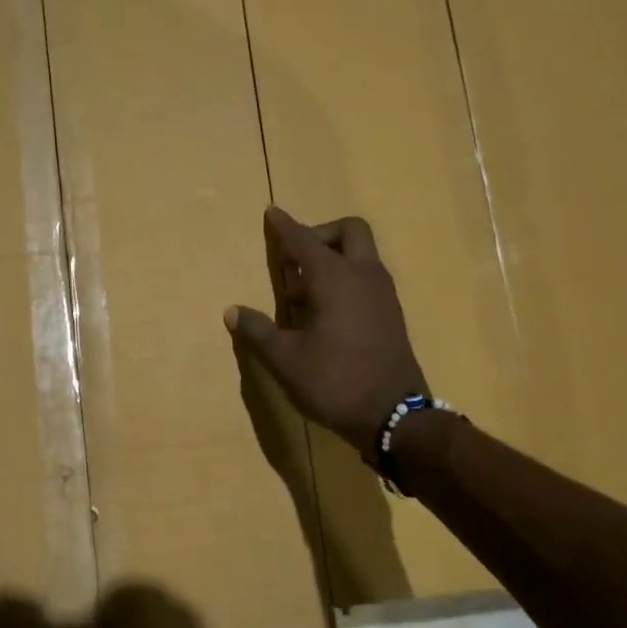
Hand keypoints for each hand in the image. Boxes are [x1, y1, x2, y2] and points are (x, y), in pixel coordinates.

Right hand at [226, 207, 426, 459]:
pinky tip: (323, 315)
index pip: (304, 241)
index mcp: (335, 279)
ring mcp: (383, 295)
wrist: (394, 415)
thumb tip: (233, 311)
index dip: (285, 227)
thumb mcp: (285, 359)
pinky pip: (367, 279)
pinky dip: (345, 281)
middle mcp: (364, 276)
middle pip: (349, 231)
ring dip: (332, 260)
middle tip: (295, 260)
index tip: (272, 212)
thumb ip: (258, 331)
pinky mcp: (391, 314)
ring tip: (301, 295)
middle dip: (320, 234)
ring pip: (360, 256)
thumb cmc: (334, 381)